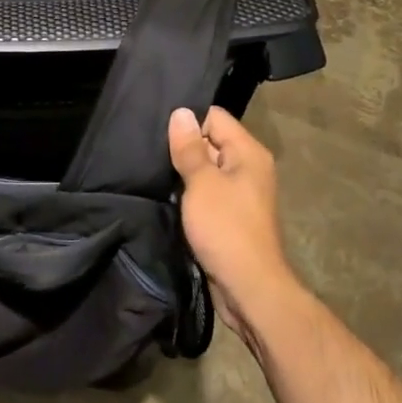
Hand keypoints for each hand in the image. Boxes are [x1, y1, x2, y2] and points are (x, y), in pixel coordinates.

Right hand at [168, 106, 295, 343]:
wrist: (250, 290)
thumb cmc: (226, 229)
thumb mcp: (202, 183)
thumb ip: (190, 147)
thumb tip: (181, 112)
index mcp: (248, 152)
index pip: (214, 117)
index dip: (188, 123)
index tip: (161, 135)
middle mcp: (249, 167)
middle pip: (211, 141)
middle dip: (184, 148)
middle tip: (151, 155)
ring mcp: (242, 193)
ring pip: (207, 169)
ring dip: (185, 174)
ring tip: (156, 176)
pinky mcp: (232, 216)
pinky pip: (208, 193)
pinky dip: (191, 195)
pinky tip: (170, 199)